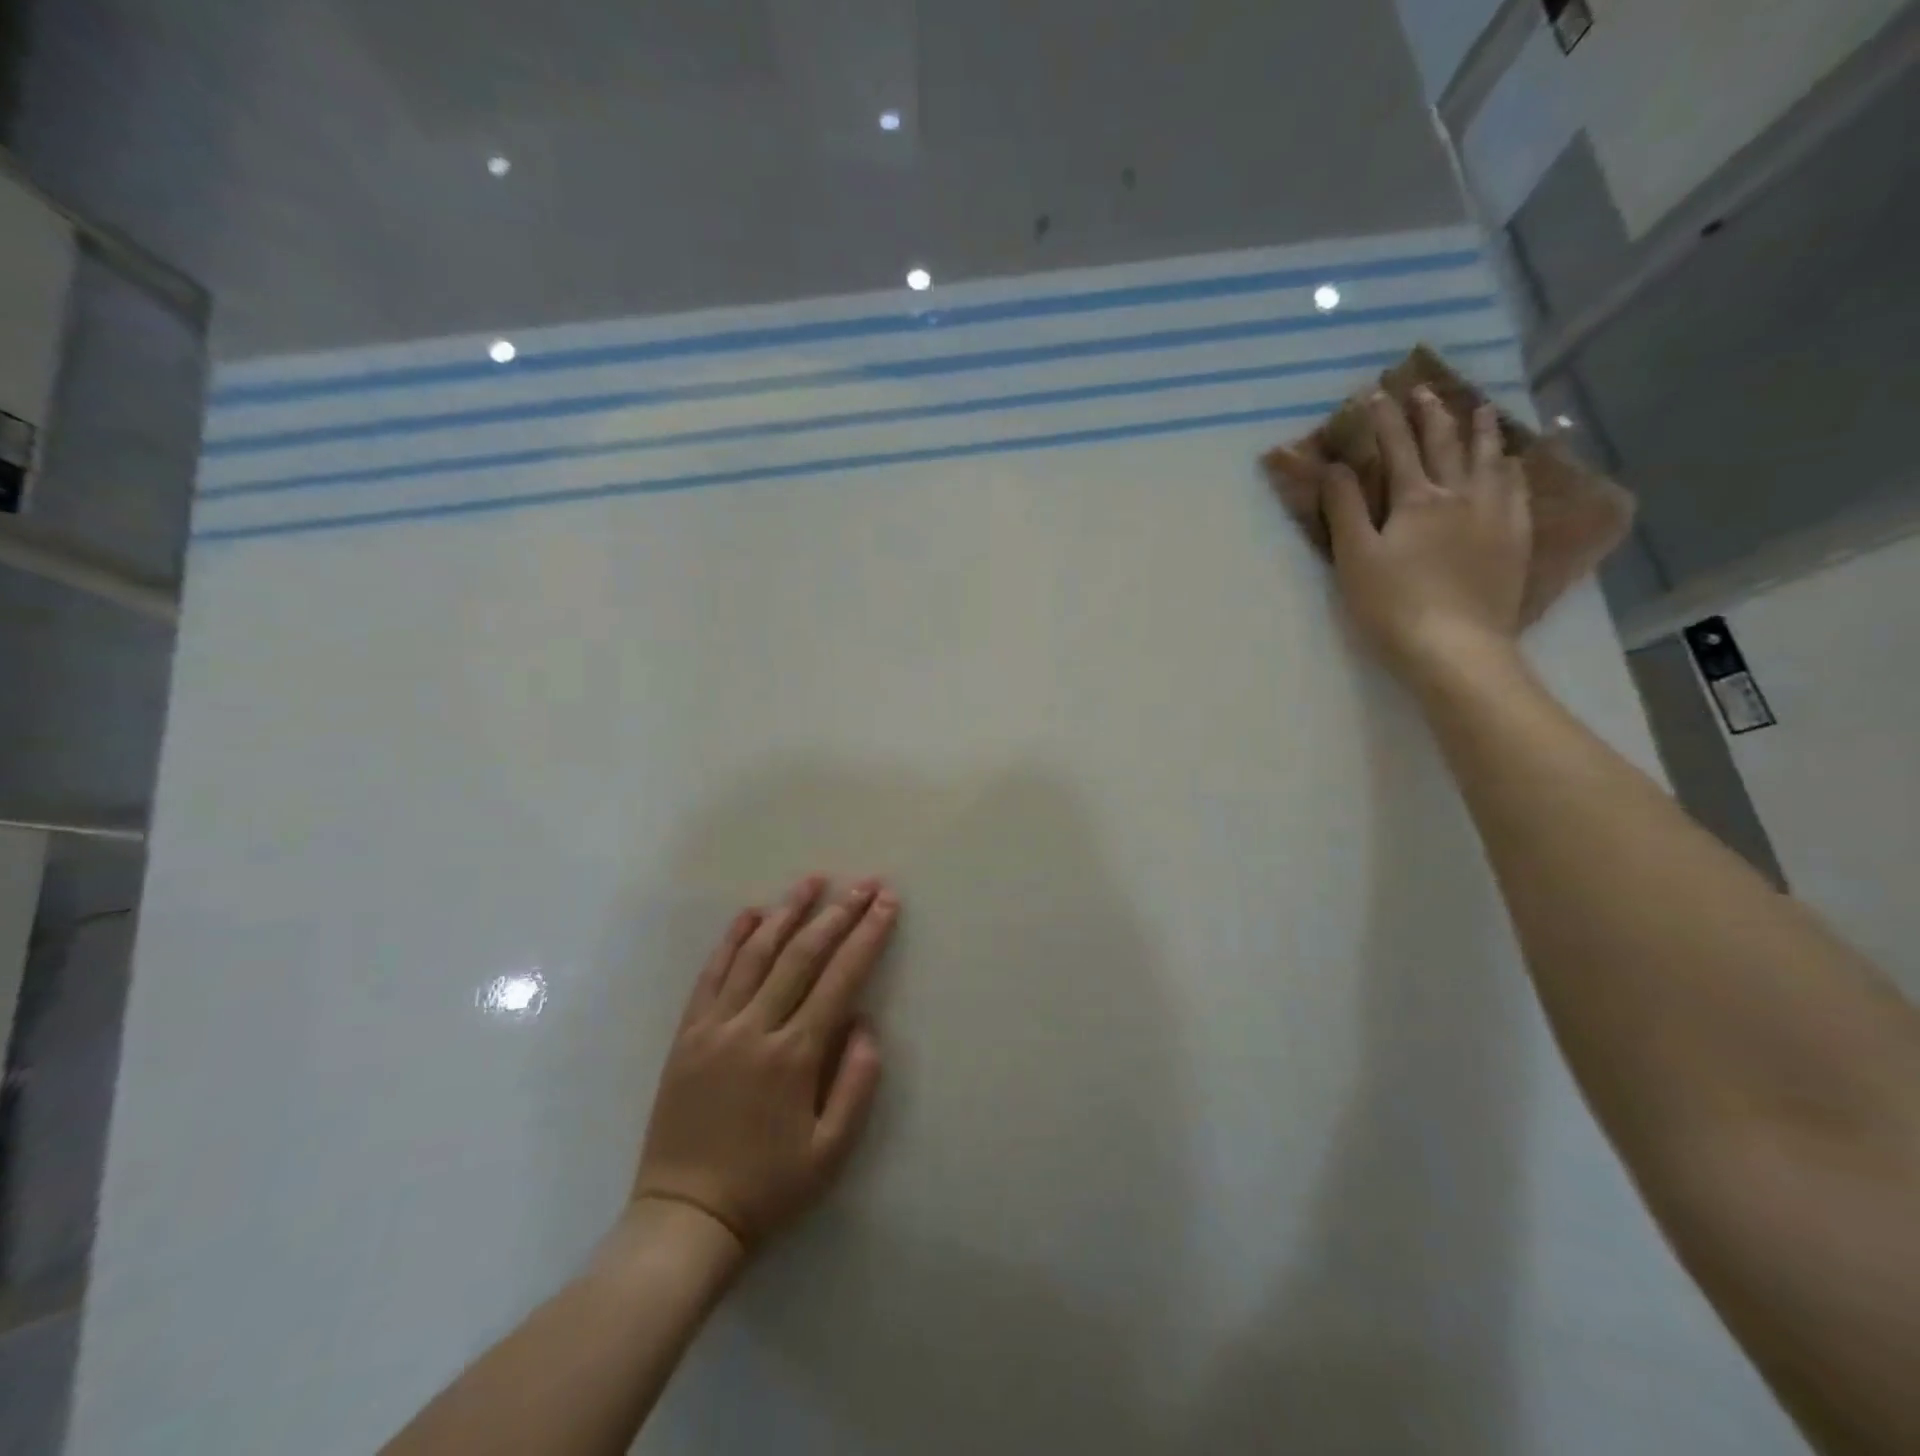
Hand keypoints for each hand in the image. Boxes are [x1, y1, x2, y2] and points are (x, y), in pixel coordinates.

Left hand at [630, 875, 898, 1256]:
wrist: (684, 1220)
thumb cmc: (767, 1188)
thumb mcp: (830, 1152)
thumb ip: (856, 1084)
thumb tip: (864, 1023)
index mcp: (794, 1056)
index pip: (840, 978)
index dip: (867, 936)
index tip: (886, 902)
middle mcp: (755, 1028)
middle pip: (801, 955)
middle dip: (837, 914)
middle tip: (862, 883)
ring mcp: (715, 1027)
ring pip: (755, 954)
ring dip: (787, 913)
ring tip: (812, 882)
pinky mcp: (687, 1035)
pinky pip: (711, 976)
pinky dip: (731, 941)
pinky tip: (750, 914)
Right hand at [1321, 389, 1530, 682]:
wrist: (1455, 647)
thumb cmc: (1392, 605)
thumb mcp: (1356, 558)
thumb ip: (1345, 509)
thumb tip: (1336, 467)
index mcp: (1417, 500)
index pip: (1398, 448)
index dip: (1384, 420)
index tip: (1374, 394)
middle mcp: (1460, 495)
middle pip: (1446, 445)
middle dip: (1431, 415)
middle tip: (1424, 390)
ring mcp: (1495, 516)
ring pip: (1489, 460)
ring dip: (1480, 431)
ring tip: (1480, 408)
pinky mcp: (1515, 539)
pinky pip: (1517, 490)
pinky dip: (1512, 467)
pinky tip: (1512, 462)